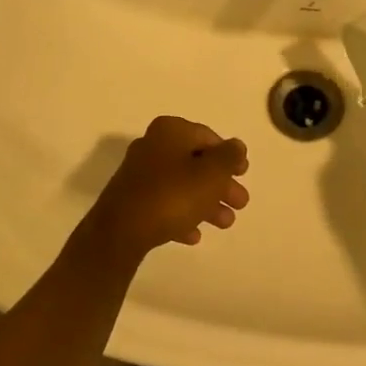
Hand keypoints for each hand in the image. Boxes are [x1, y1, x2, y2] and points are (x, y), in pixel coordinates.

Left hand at [81, 117, 250, 259]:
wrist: (121, 231)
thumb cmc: (173, 195)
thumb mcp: (211, 174)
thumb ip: (229, 157)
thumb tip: (236, 146)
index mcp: (171, 131)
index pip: (208, 137)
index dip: (229, 155)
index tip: (243, 174)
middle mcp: (153, 146)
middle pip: (196, 163)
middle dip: (220, 184)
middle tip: (240, 203)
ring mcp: (139, 174)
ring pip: (182, 185)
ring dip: (206, 203)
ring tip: (225, 223)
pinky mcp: (131, 200)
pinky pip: (164, 204)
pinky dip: (182, 216)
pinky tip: (193, 235)